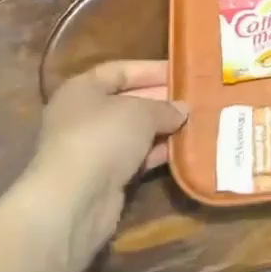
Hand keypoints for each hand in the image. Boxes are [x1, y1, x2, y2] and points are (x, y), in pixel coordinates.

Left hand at [0, 60, 185, 265]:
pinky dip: (157, 154)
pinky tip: (183, 149)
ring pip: (134, 132)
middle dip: (161, 100)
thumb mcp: (141, 112)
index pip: (120, 71)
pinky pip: (135, 158)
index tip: (182, 71)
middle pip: (128, 101)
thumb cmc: (103, 137)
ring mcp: (92, 149)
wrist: (74, 202)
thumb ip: (164, 107)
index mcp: (82, 89)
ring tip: (196, 122)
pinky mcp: (103, 179)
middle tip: (194, 99)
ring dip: (162, 129)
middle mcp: (82, 116)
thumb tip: (182, 110)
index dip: (151, 69)